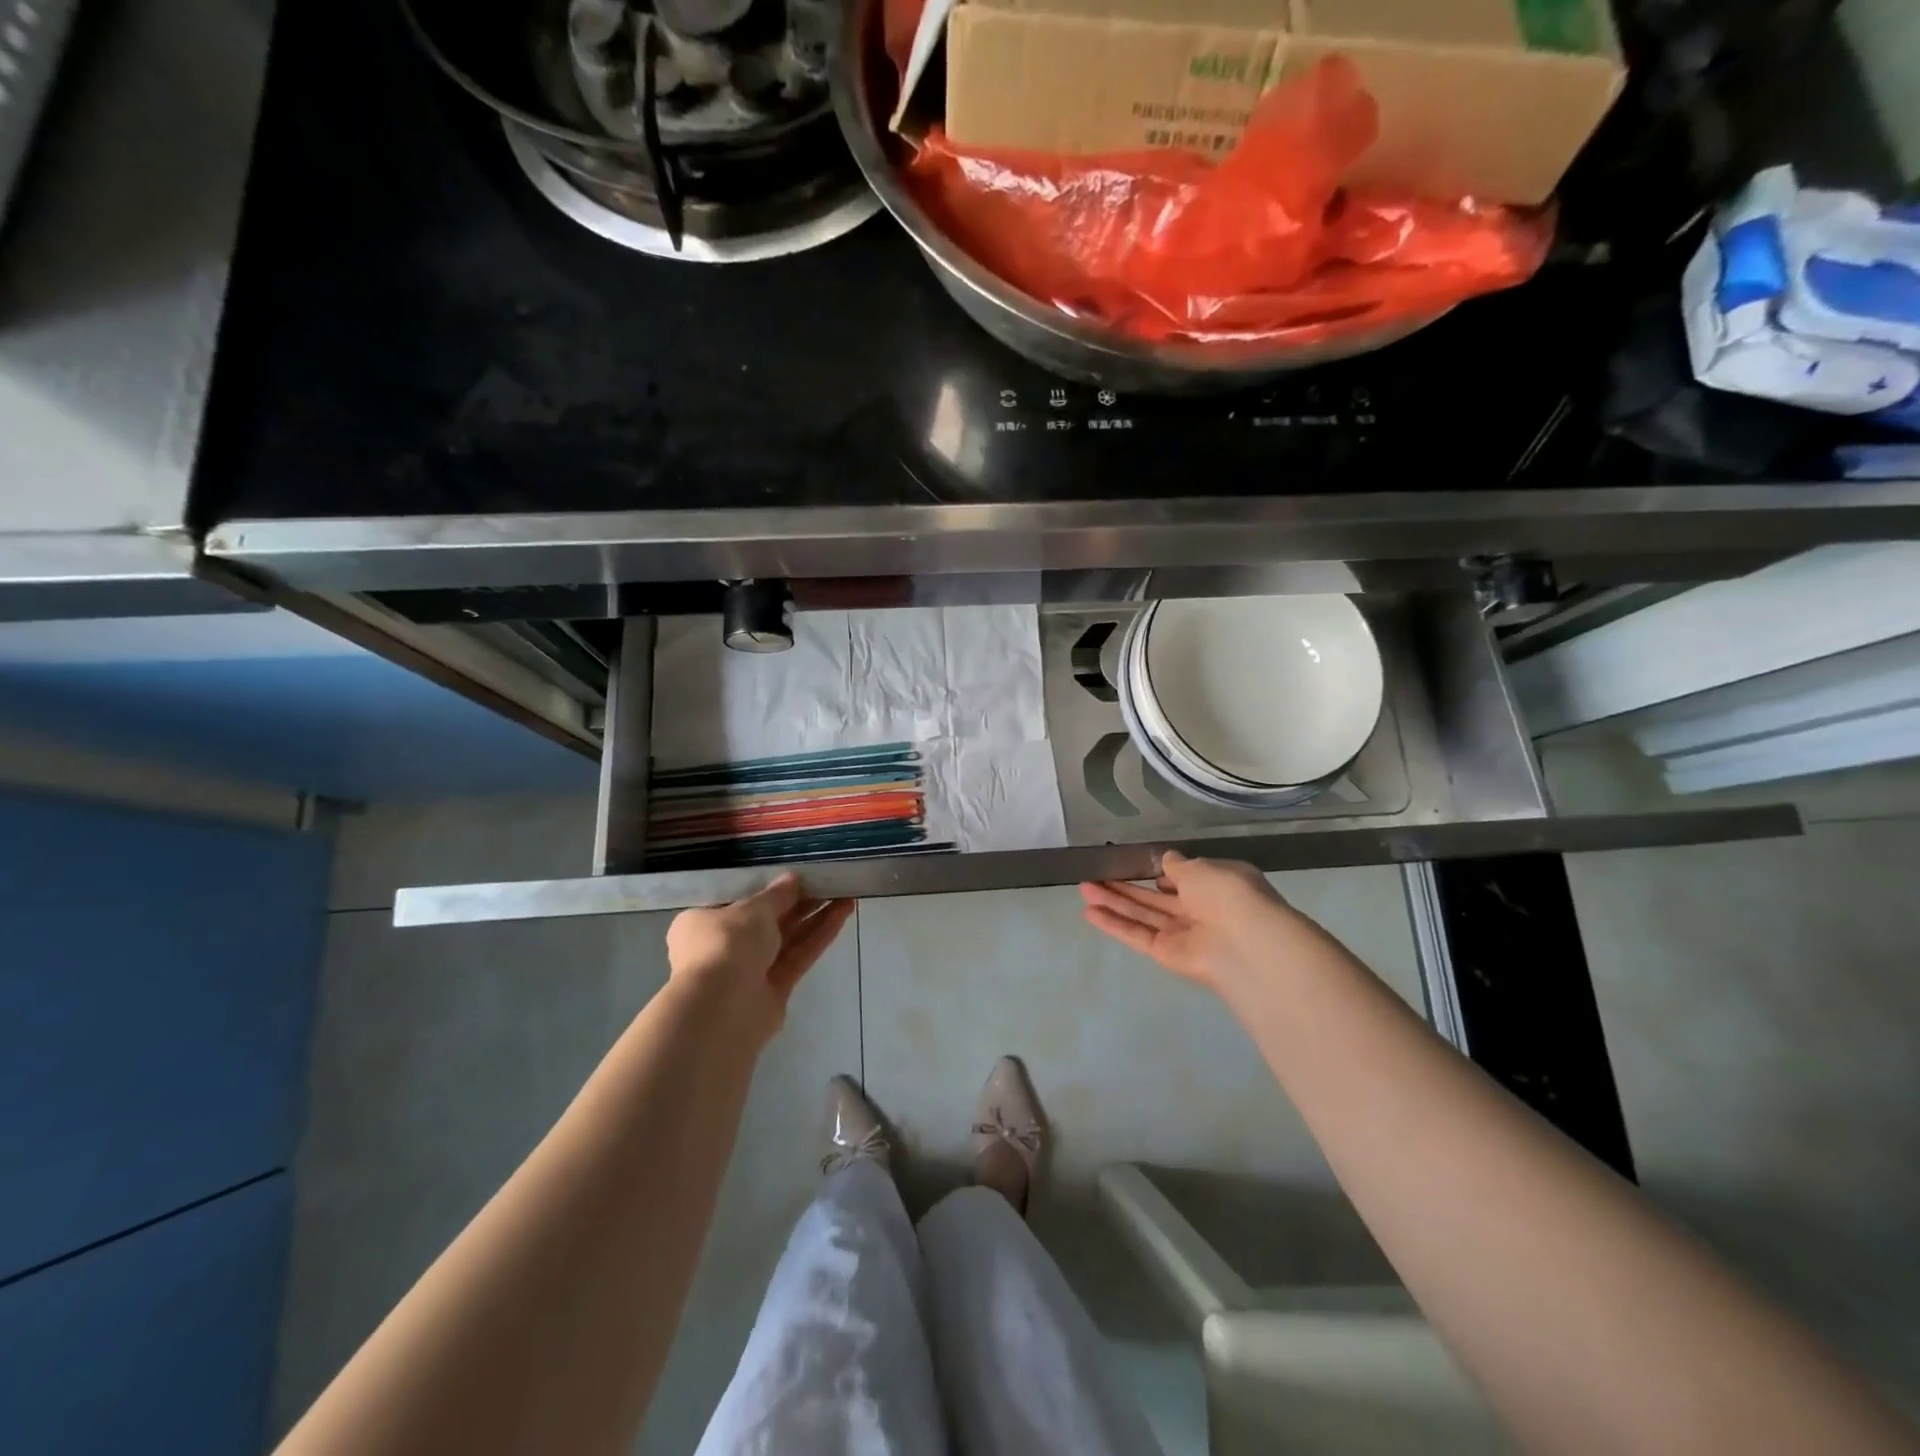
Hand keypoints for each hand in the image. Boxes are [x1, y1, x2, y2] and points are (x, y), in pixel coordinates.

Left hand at [666, 876, 853, 1044]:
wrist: (721, 1008)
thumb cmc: (725, 944)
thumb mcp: (752, 909)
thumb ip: (777, 894)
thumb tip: (794, 879)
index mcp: (702, 923)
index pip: (736, 901)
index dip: (767, 889)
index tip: (794, 877)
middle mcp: (722, 947)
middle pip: (767, 921)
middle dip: (798, 902)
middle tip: (828, 882)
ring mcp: (749, 971)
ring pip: (787, 939)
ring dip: (815, 917)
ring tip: (846, 894)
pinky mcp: (773, 991)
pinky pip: (798, 957)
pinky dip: (818, 937)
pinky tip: (843, 914)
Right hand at [1080, 851, 1310, 993]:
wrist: (1246, 945)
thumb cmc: (1228, 895)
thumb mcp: (1202, 868)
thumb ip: (1178, 865)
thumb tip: (1166, 859)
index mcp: (1216, 885)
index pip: (1185, 878)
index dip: (1162, 872)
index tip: (1141, 864)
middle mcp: (1199, 909)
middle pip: (1155, 897)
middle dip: (1126, 886)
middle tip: (1095, 874)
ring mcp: (1181, 933)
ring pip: (1142, 914)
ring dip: (1113, 901)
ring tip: (1083, 888)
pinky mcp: (1166, 953)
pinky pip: (1137, 934)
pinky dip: (1114, 924)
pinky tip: (1088, 911)